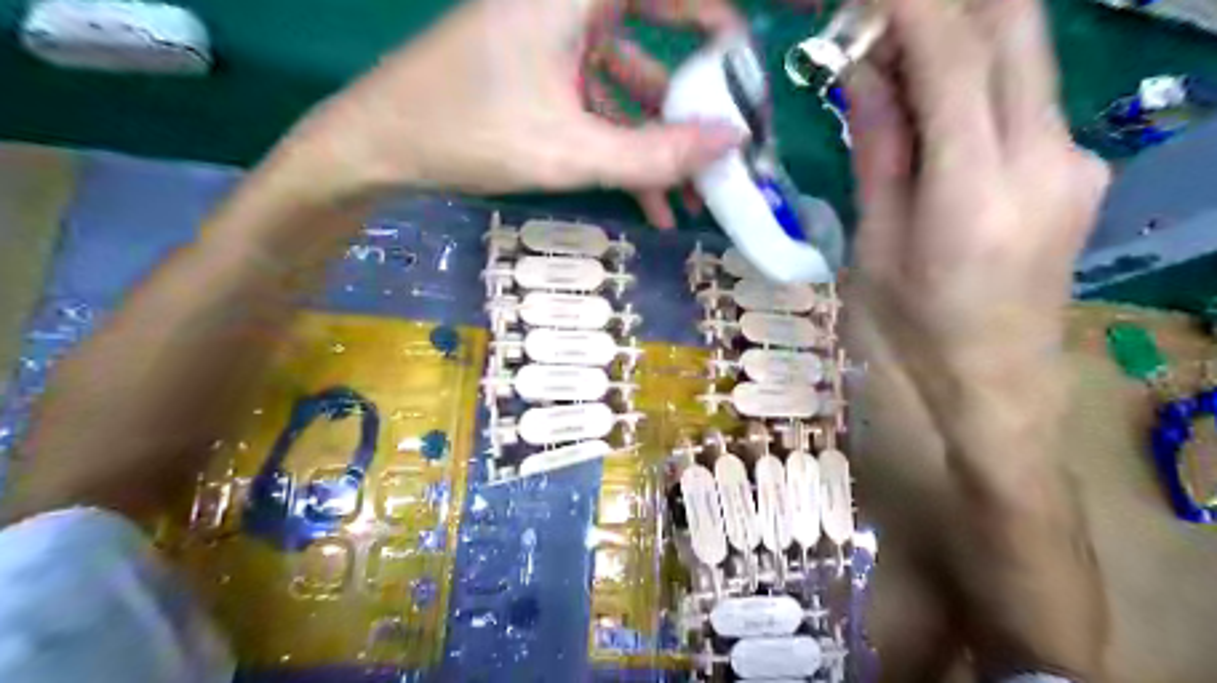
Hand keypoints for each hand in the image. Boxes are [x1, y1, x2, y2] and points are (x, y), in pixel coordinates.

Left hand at [277, 0, 746, 229]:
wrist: (381, 146)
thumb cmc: (469, 134)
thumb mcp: (570, 151)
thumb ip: (655, 153)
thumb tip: (732, 144)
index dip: (716, 21)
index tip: (744, 70)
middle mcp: (567, 3)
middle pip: (656, 33)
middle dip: (692, 98)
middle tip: (725, 138)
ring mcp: (552, 40)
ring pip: (627, 83)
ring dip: (658, 139)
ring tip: (689, 195)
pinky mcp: (540, 74)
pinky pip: (597, 104)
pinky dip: (623, 145)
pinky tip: (648, 198)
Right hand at [849, 0, 1110, 377]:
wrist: (992, 386)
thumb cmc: (912, 333)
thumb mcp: (875, 246)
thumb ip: (879, 153)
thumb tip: (862, 73)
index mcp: (976, 195)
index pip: (955, 59)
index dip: (910, 8)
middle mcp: (1047, 161)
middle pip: (1014, 31)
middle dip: (944, 7)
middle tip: (875, 23)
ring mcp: (1075, 161)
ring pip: (1021, 60)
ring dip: (956, 41)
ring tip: (887, 68)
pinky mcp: (1077, 169)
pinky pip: (1023, 99)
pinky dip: (974, 82)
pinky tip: (929, 109)